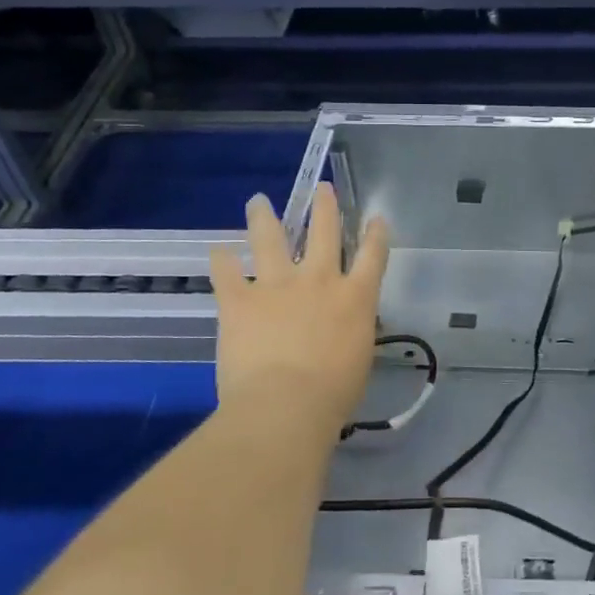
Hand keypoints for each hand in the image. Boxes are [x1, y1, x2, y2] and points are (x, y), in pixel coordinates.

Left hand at [209, 184, 391, 438]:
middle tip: (321, 188)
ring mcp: (277, 285)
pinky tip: (217, 250)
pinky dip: (221, 260)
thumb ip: (352, 331)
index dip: (376, 234)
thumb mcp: (358, 358)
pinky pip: (226, 272)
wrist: (286, 405)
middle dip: (324, 207)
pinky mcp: (240, 299)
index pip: (373, 256)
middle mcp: (319, 280)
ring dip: (265, 217)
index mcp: (355, 298)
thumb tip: (344, 325)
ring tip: (258, 201)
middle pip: (324, 232)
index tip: (376, 217)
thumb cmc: (332, 394)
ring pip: (271, 238)